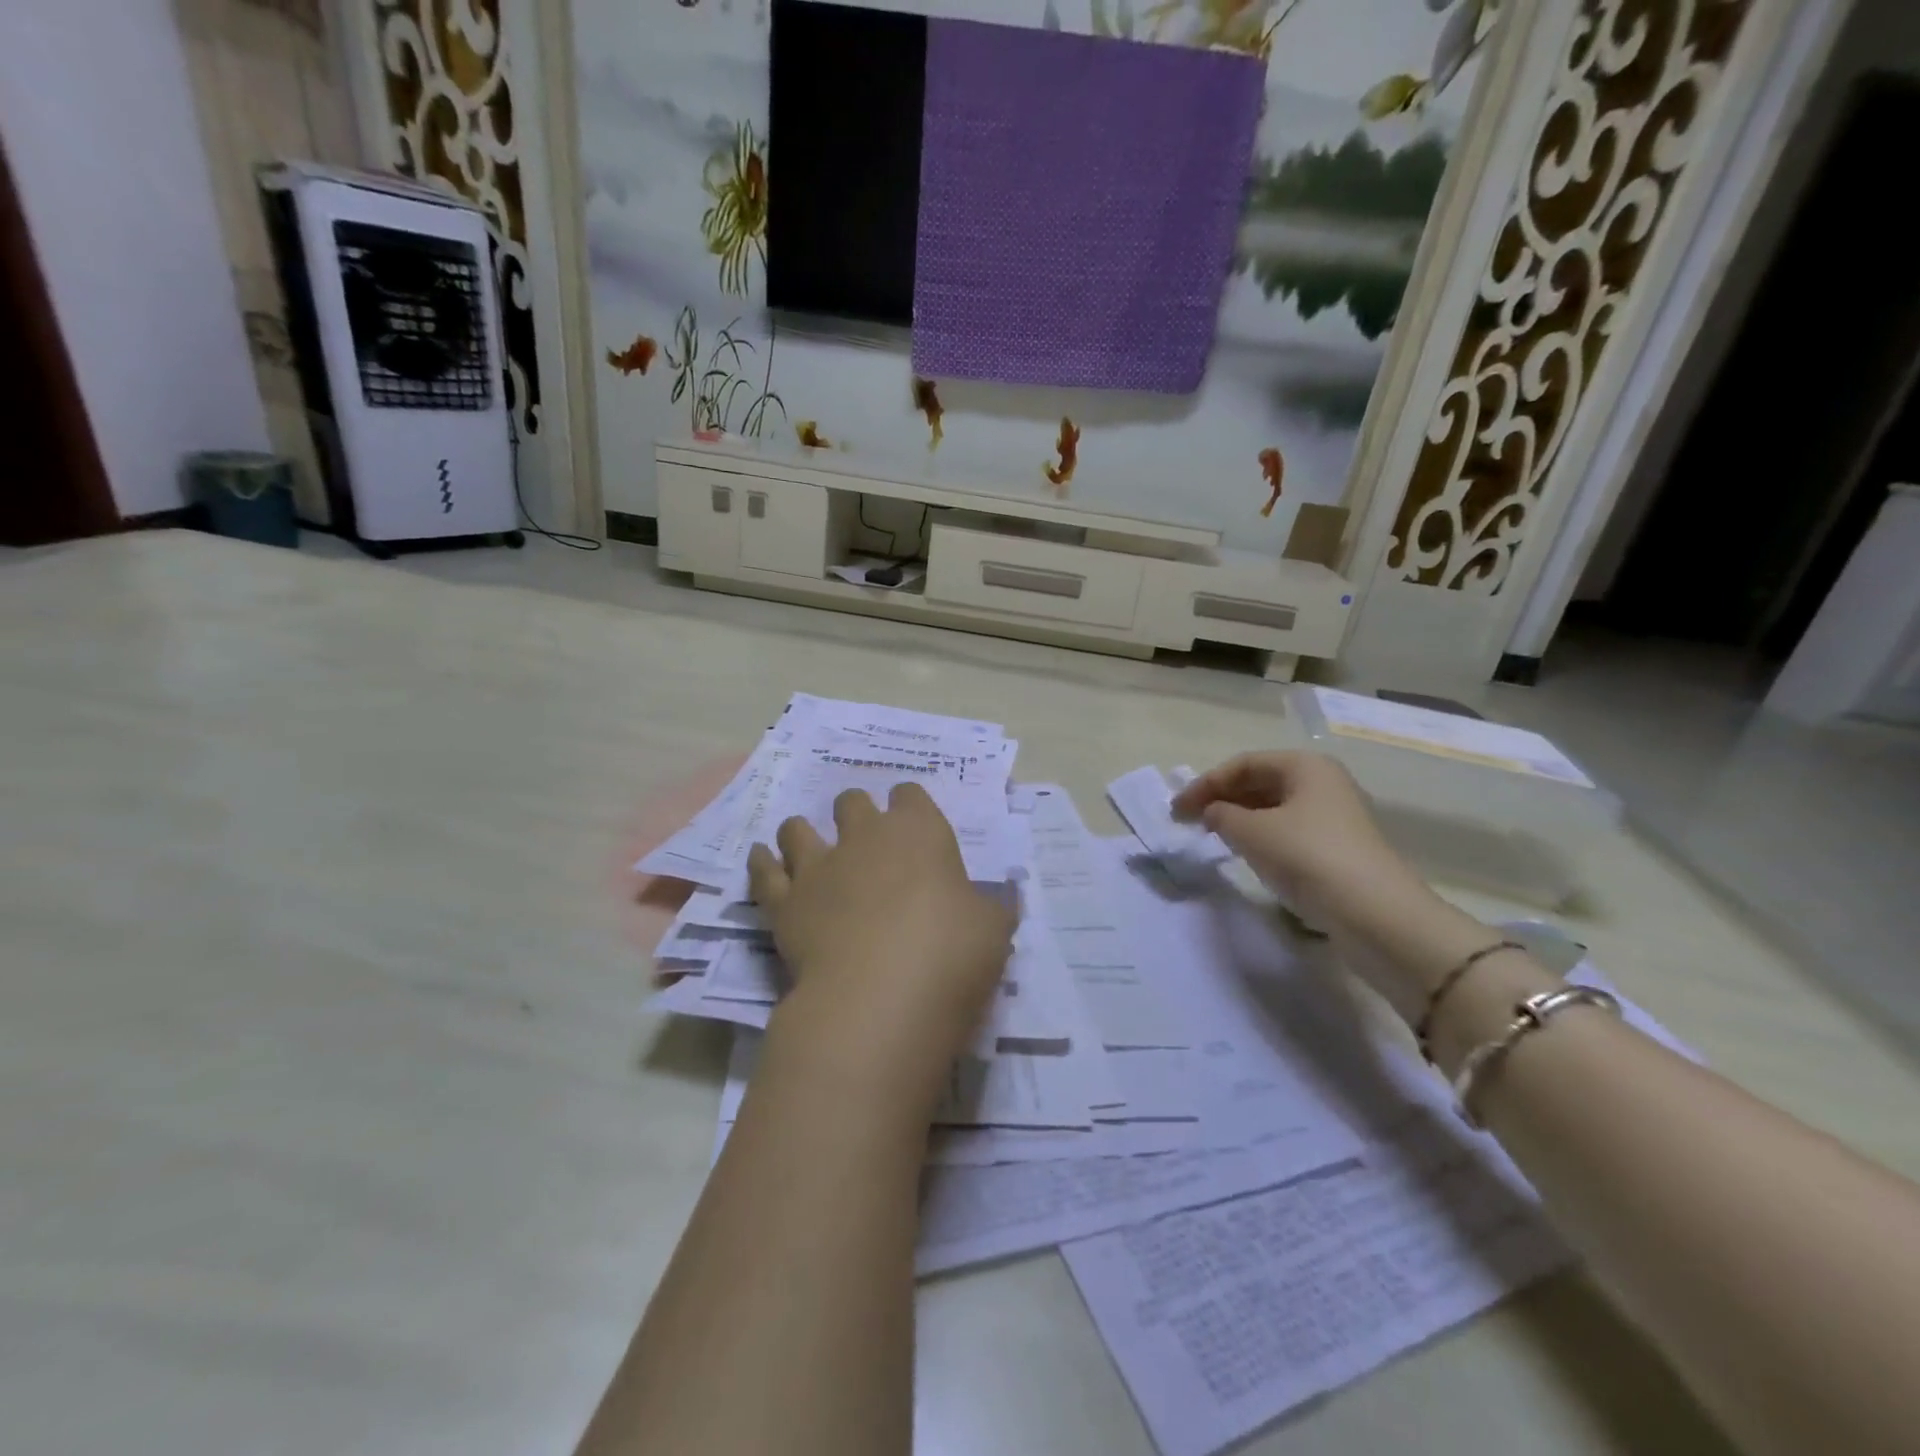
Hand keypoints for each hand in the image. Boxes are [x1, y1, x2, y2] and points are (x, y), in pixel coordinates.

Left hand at [747, 783, 1015, 1112]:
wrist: (880, 996)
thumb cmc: (951, 954)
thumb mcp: (994, 928)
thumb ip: (992, 905)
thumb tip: (1003, 896)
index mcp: (919, 831)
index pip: (910, 794)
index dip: (911, 805)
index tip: (914, 824)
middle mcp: (864, 836)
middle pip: (851, 801)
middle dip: (856, 813)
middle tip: (864, 840)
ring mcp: (818, 866)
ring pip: (798, 829)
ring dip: (803, 833)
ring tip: (809, 849)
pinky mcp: (784, 902)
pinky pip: (763, 871)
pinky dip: (762, 863)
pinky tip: (763, 860)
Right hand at [1172, 751, 1489, 1020]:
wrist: (1377, 915)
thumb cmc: (1309, 858)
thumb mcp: (1252, 833)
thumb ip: (1221, 815)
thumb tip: (1213, 813)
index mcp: (1304, 766)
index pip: (1242, 764)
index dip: (1204, 784)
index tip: (1176, 810)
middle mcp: (1322, 782)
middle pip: (1260, 781)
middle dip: (1221, 798)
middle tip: (1190, 821)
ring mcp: (1334, 816)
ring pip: (1274, 807)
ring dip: (1240, 818)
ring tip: (1212, 836)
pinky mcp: (1338, 848)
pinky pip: (1288, 830)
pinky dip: (1261, 836)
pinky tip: (1246, 853)